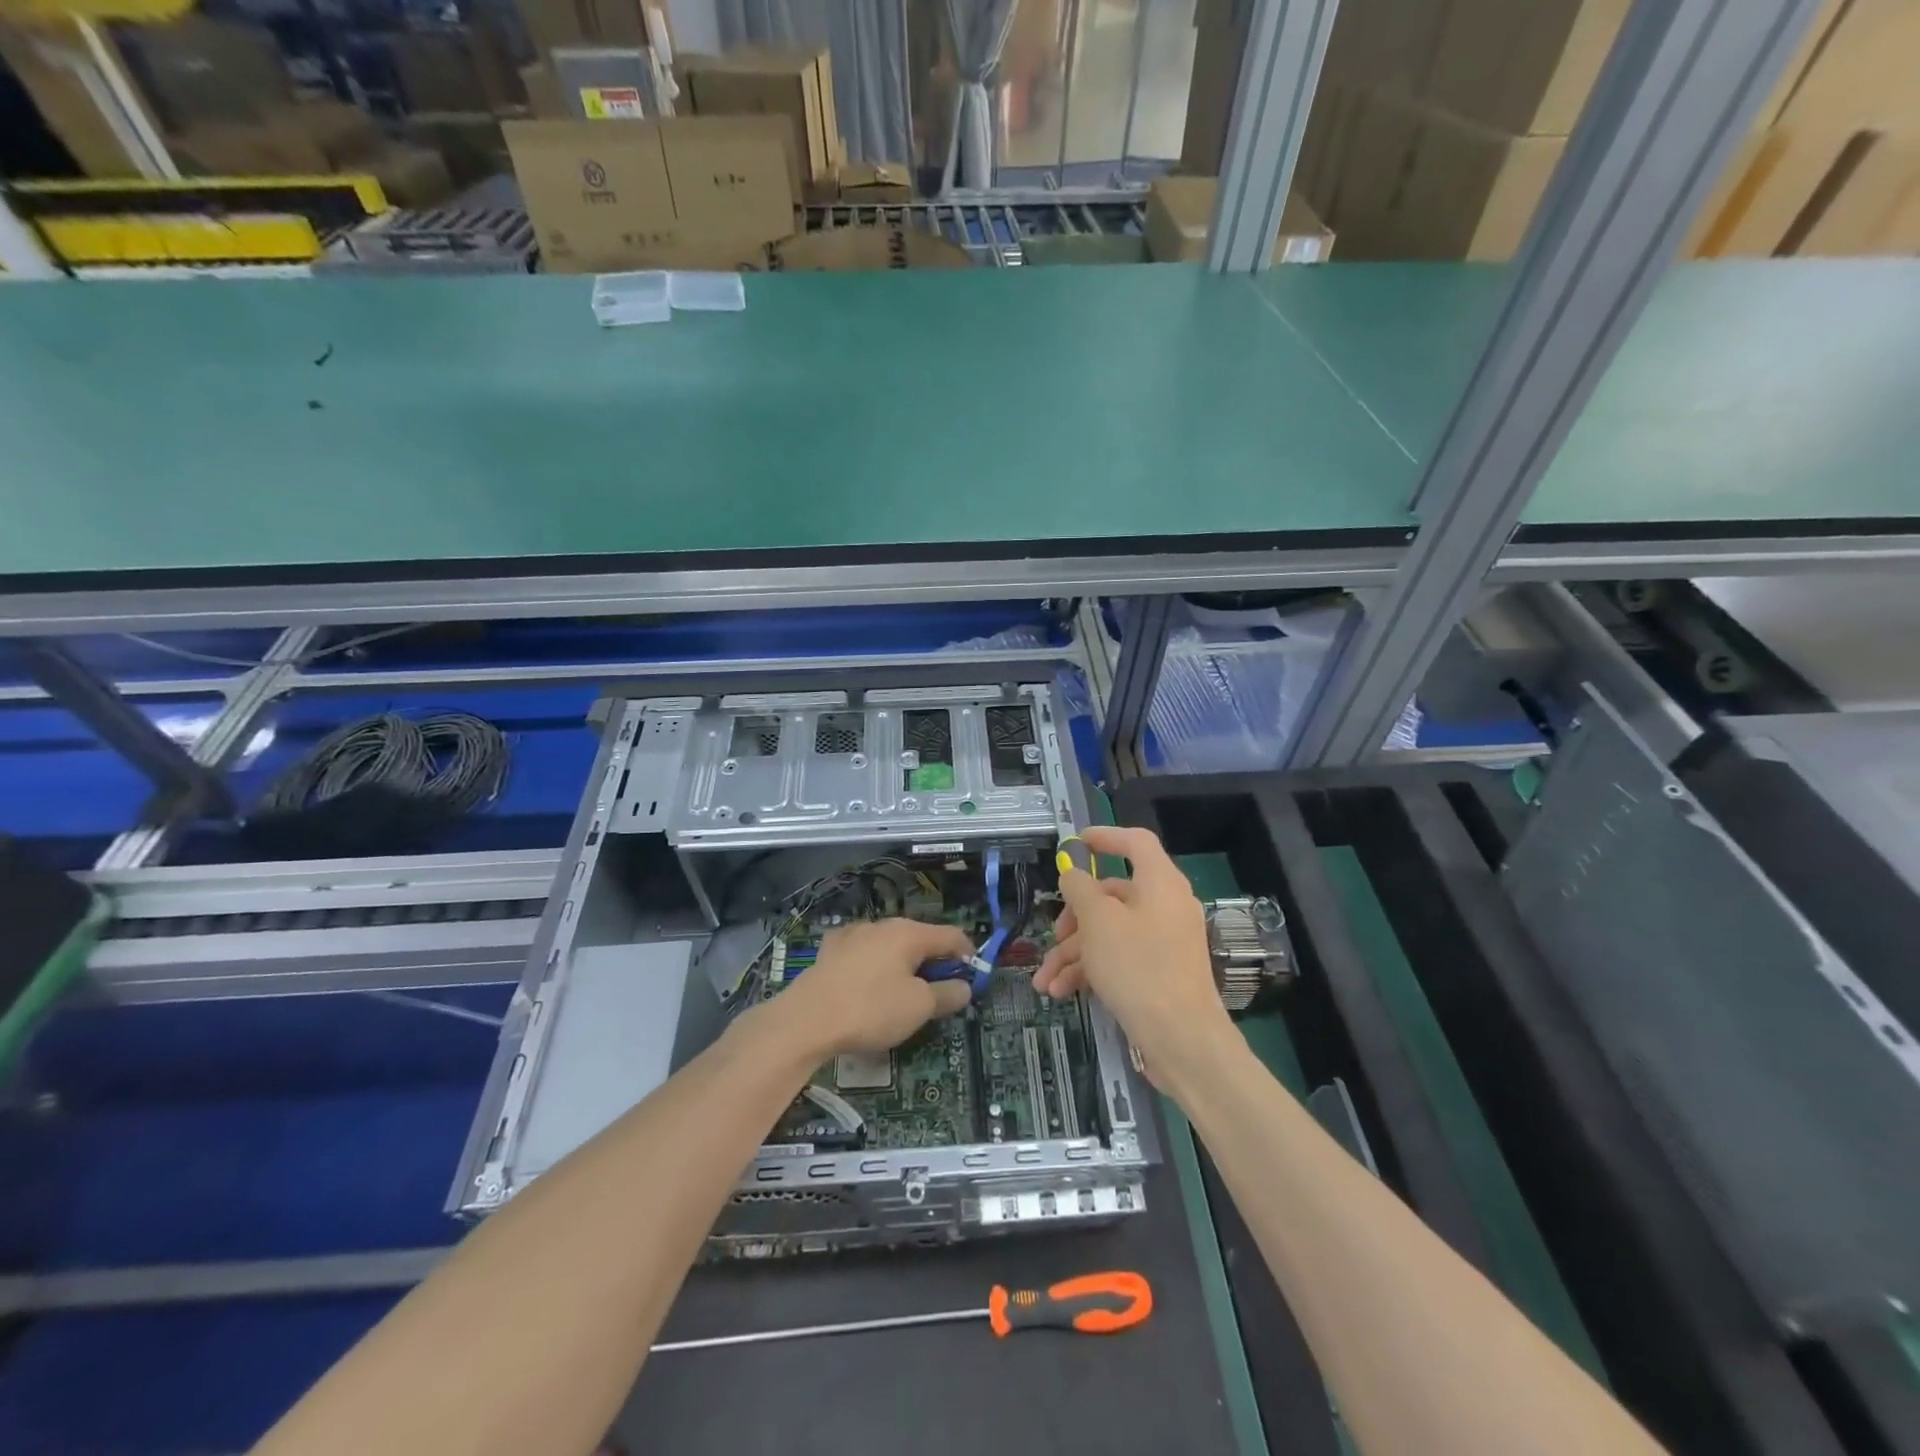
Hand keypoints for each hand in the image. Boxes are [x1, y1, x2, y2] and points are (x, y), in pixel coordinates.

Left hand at [766, 918, 975, 1057]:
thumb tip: (964, 986)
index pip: (951, 935)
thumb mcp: (918, 1008)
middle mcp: (882, 925)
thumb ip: (947, 994)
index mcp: (909, 933)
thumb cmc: (871, 1010)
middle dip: (933, 961)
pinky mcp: (829, 950)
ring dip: (902, 963)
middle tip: (938, 990)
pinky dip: (873, 966)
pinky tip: (867, 987)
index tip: (973, 974)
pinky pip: (863, 954)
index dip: (968, 953)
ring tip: (902, 992)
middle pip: (919, 938)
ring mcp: (852, 934)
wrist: (805, 1020)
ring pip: (889, 945)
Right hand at [1033, 825, 1233, 1083]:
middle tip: (1054, 934)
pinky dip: (1091, 971)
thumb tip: (1073, 873)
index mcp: (1160, 883)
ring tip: (1044, 981)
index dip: (1106, 837)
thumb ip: (1080, 889)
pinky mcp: (1159, 973)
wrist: (1182, 1040)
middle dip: (1074, 916)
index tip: (1076, 843)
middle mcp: (1166, 906)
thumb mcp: (1098, 922)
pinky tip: (1061, 992)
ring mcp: (1164, 942)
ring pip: (1110, 932)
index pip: (1136, 843)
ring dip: (1073, 953)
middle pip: (1113, 895)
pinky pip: (1120, 958)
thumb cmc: (1138, 967)